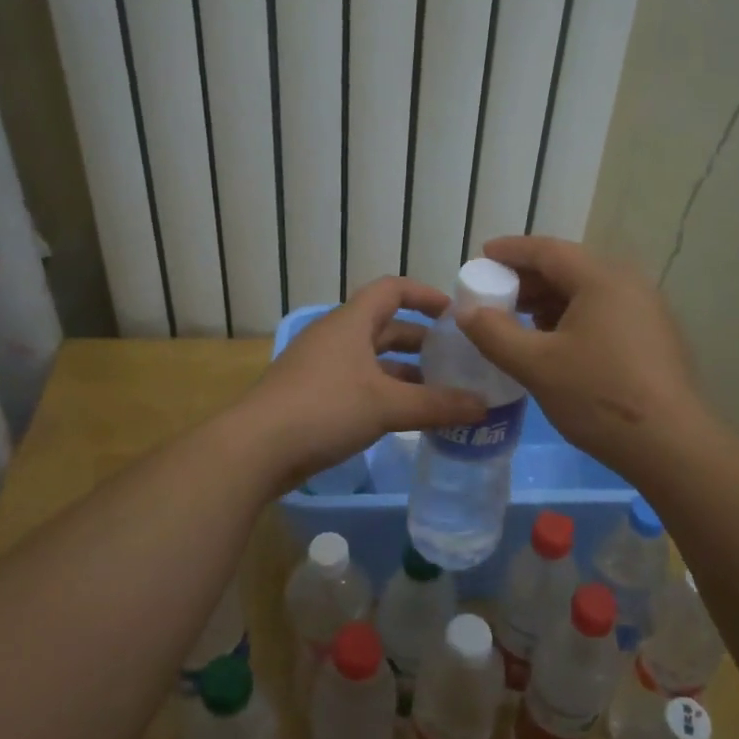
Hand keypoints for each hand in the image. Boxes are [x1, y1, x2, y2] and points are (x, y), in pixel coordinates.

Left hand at [241, 276, 487, 487]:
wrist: (255, 449)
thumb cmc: (324, 409)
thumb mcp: (387, 406)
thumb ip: (438, 405)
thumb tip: (483, 407)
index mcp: (351, 323)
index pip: (392, 289)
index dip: (425, 295)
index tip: (454, 313)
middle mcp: (335, 337)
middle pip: (385, 326)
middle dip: (421, 341)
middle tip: (455, 358)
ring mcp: (320, 366)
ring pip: (371, 359)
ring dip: (404, 371)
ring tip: (439, 391)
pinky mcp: (311, 395)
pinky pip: (357, 383)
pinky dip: (384, 392)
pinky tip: (403, 416)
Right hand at [456, 236, 706, 478]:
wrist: (671, 445)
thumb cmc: (598, 396)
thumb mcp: (536, 365)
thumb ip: (494, 333)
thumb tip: (467, 312)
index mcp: (602, 279)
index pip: (548, 251)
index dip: (511, 251)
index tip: (482, 255)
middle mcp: (628, 284)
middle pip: (569, 268)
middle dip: (527, 279)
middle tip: (494, 294)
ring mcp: (646, 311)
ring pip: (587, 292)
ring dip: (549, 300)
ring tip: (518, 320)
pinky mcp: (653, 337)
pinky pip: (604, 312)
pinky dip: (572, 317)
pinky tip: (554, 342)